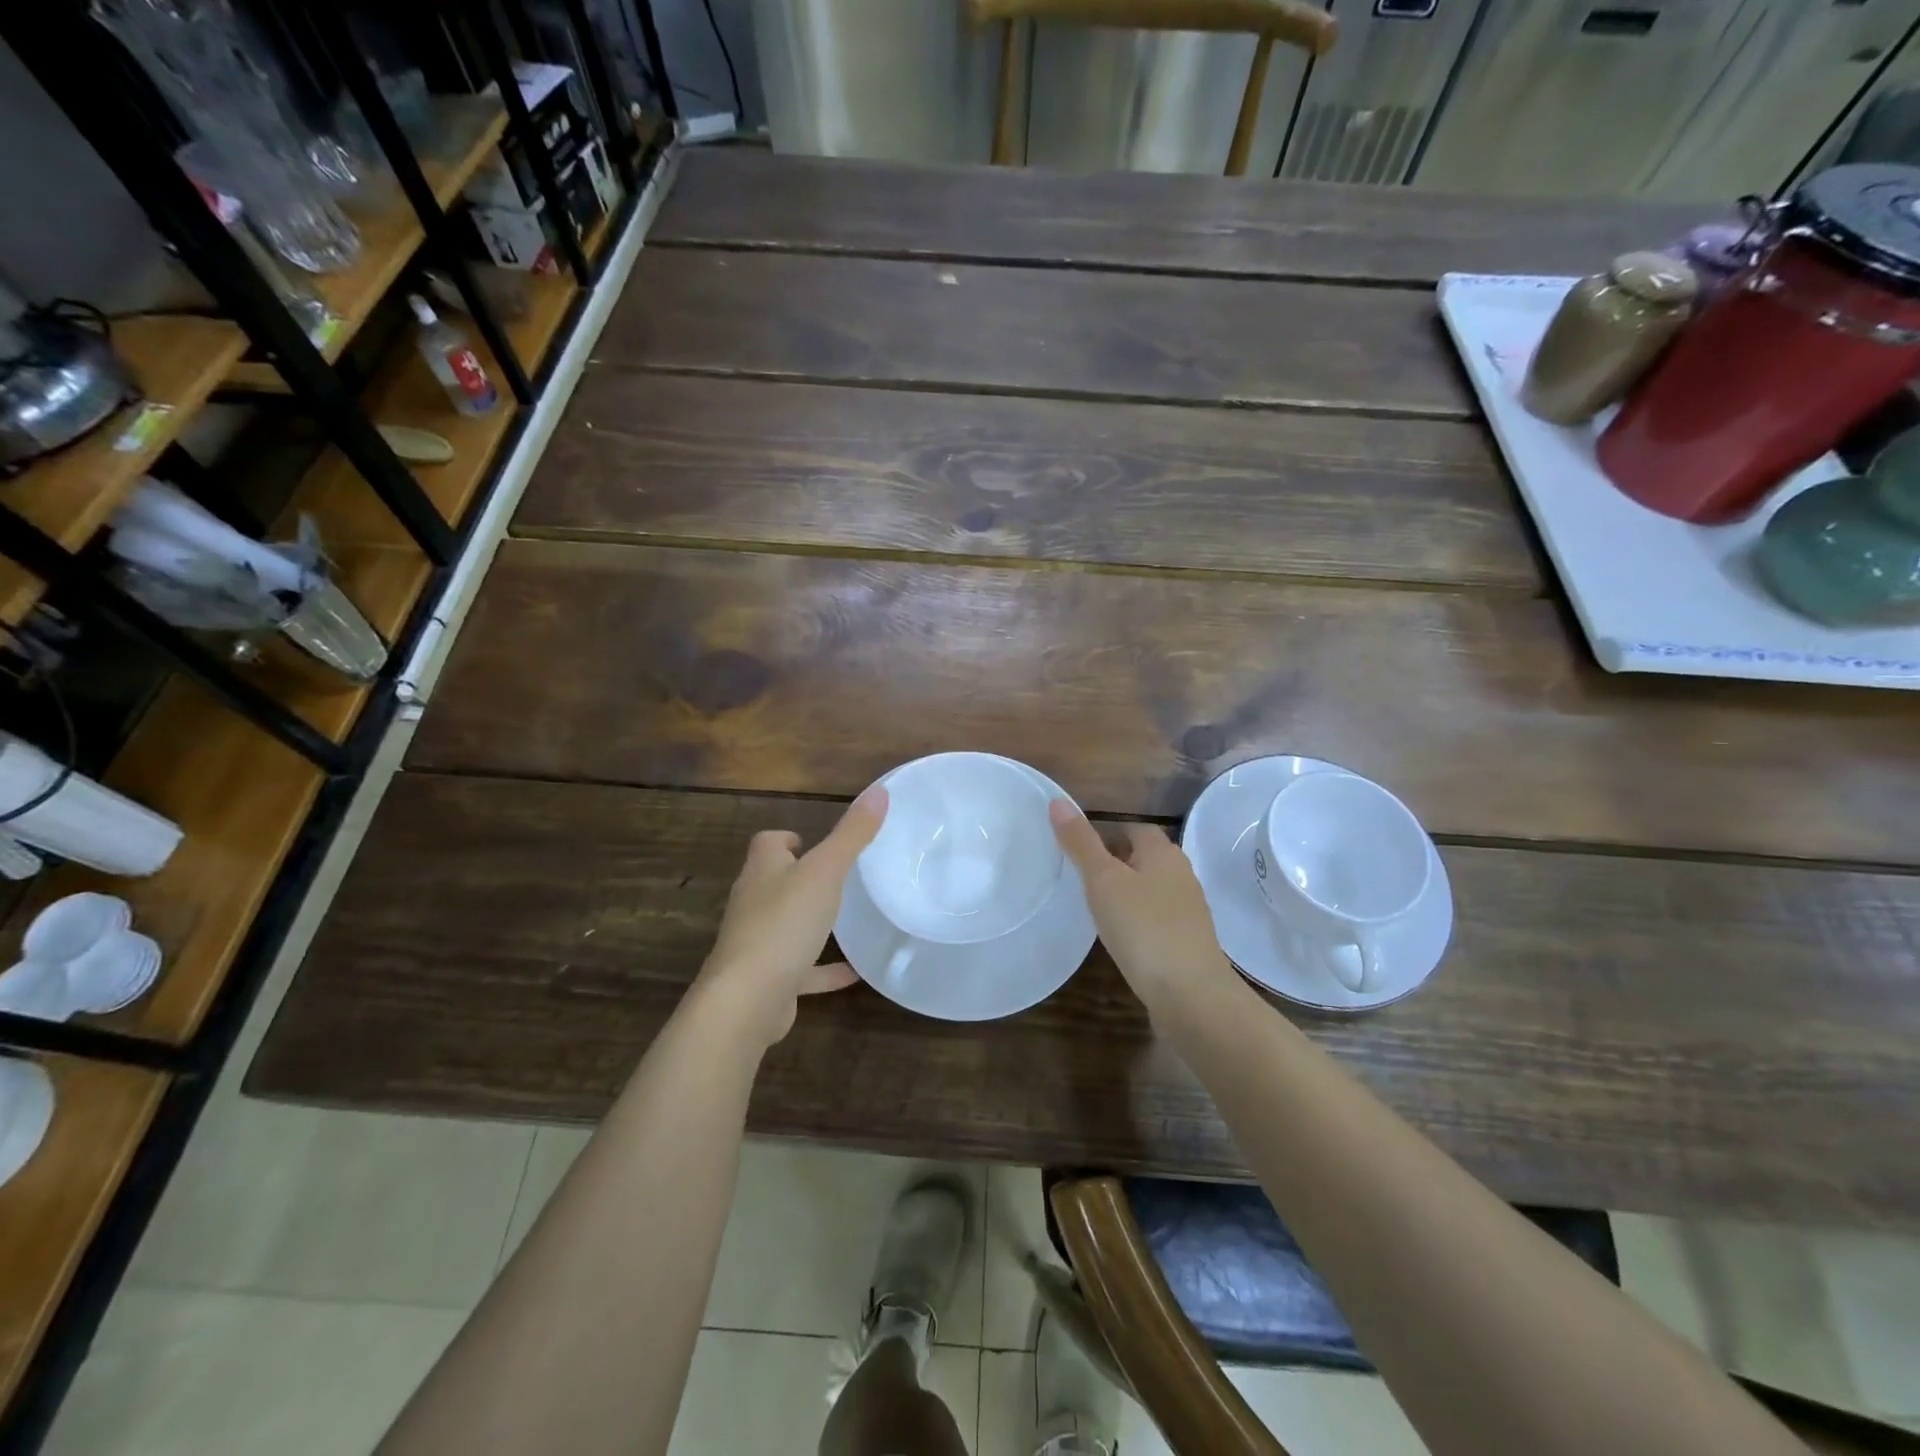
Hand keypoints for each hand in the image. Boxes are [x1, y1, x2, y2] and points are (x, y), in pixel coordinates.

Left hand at [692, 787, 887, 1050]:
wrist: (747, 999)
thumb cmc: (784, 923)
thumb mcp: (826, 871)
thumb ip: (853, 834)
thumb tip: (879, 790)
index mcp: (762, 871)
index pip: (767, 843)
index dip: (786, 838)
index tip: (811, 841)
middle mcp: (754, 903)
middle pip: (773, 881)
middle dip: (799, 877)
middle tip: (836, 876)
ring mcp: (758, 943)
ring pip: (785, 924)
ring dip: (810, 922)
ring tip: (845, 920)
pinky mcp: (768, 979)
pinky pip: (801, 969)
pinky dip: (823, 968)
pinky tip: (853, 973)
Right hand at [1049, 800, 1236, 1018]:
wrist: (1191, 994)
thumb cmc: (1143, 928)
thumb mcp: (1103, 881)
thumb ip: (1080, 843)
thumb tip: (1058, 801)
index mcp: (1163, 853)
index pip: (1135, 828)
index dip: (1107, 832)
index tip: (1078, 847)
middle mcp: (1181, 874)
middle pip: (1145, 857)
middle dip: (1115, 861)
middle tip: (1080, 875)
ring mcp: (1188, 910)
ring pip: (1152, 888)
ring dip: (1127, 891)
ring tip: (1095, 905)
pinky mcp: (1187, 940)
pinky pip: (1157, 917)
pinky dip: (1137, 918)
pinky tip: (1119, 935)